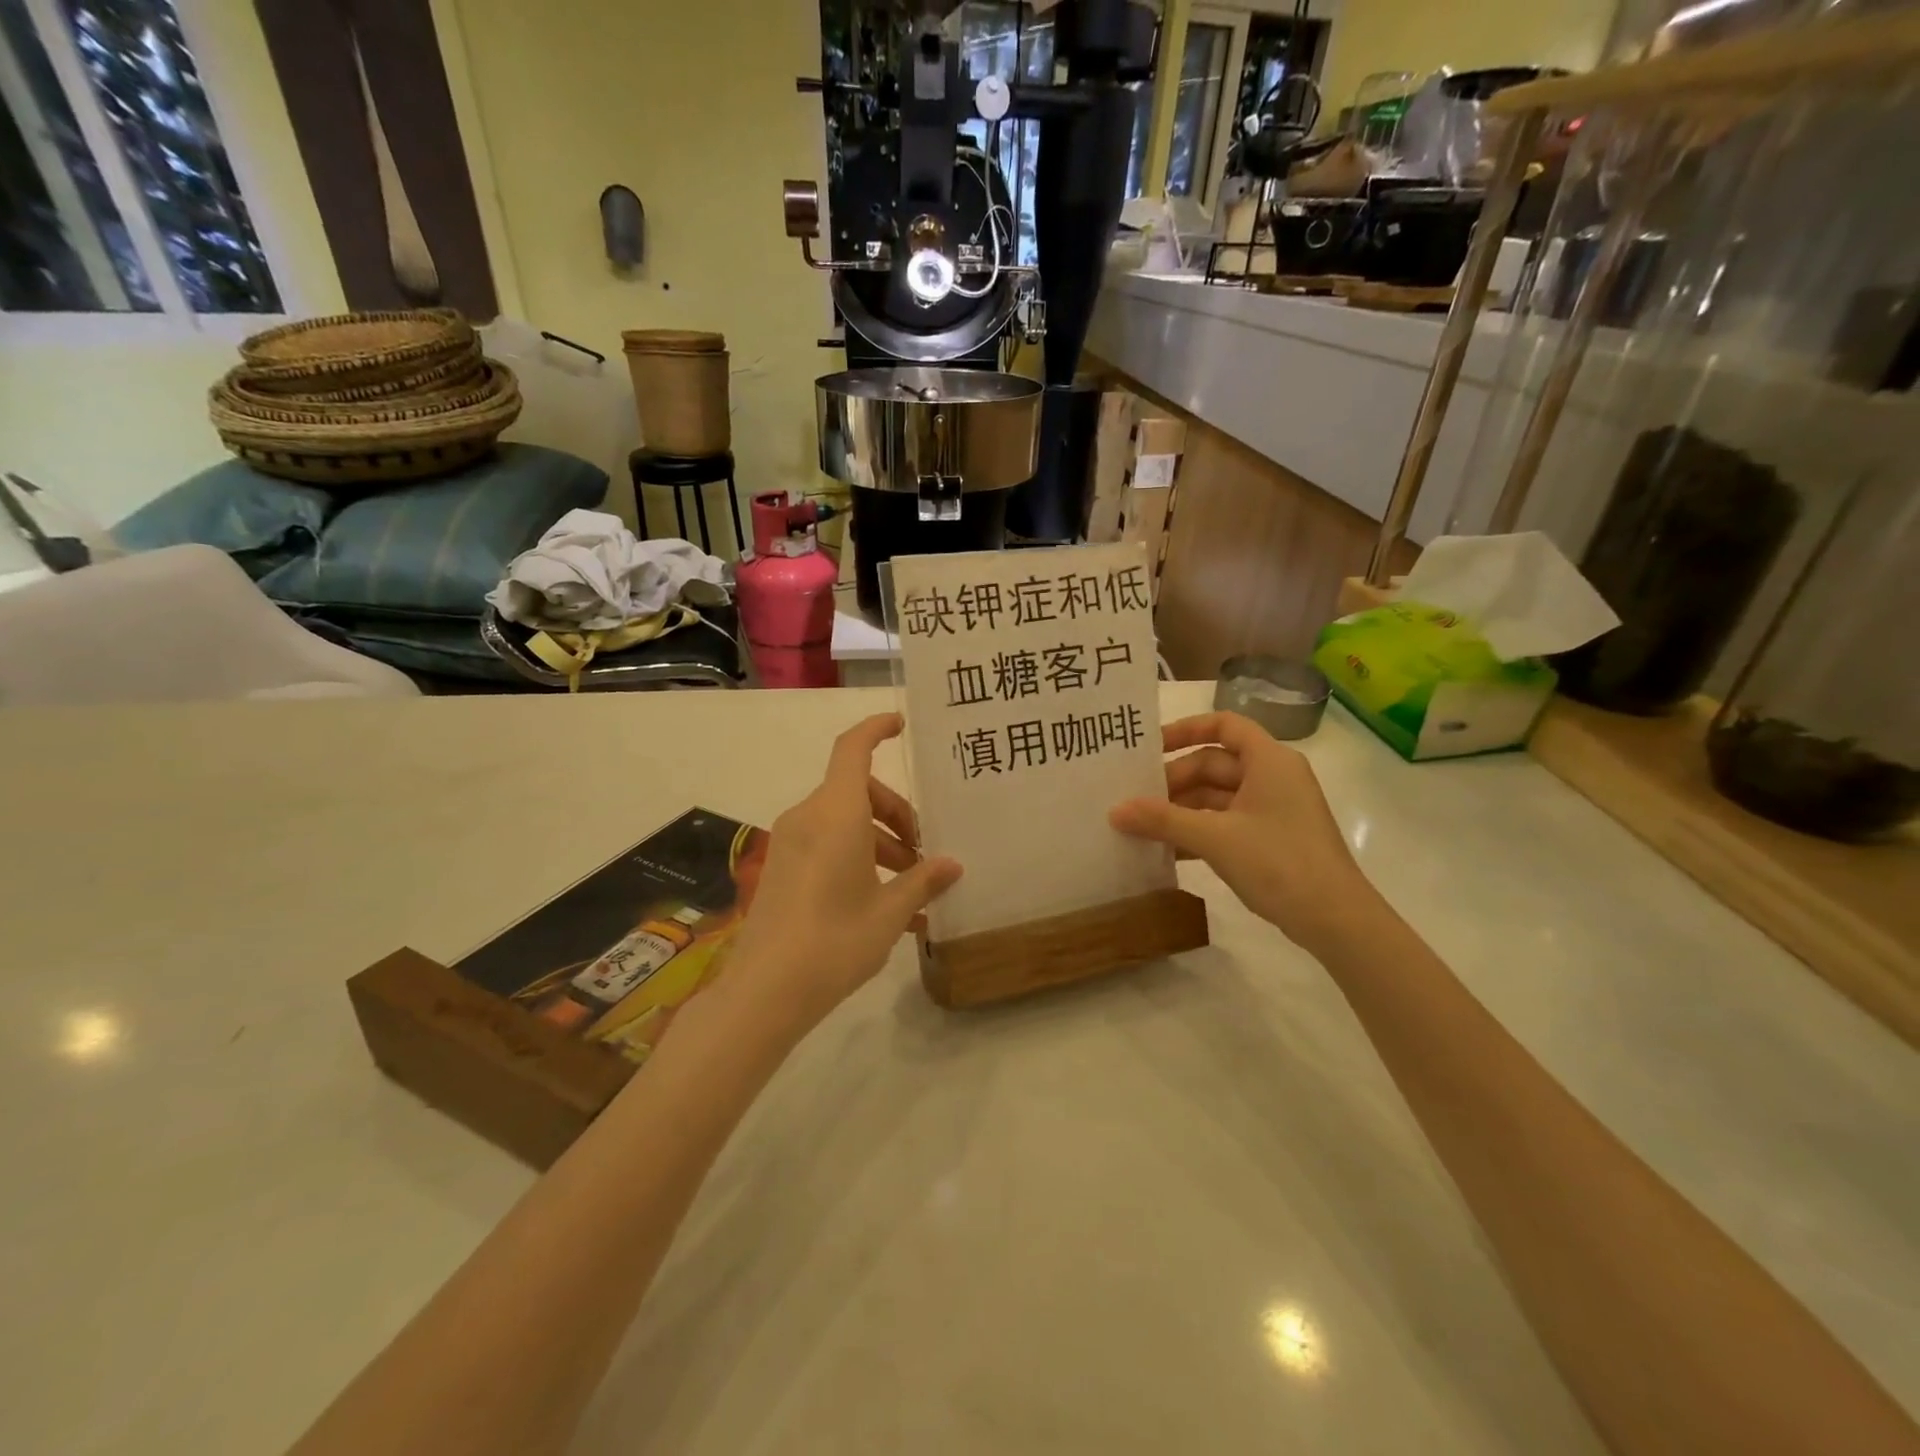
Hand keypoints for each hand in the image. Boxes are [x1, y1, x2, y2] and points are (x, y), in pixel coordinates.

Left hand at [727, 714, 961, 1030]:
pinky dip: (856, 859)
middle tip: (923, 853)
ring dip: (879, 842)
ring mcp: (790, 843)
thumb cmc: (835, 941)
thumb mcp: (890, 912)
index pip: (852, 749)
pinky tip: (883, 906)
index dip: (875, 729)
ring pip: (843, 821)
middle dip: (896, 813)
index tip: (901, 725)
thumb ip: (922, 881)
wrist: (764, 992)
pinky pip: (826, 845)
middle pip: (857, 791)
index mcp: (835, 814)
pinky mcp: (783, 867)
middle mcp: (809, 818)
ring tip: (911, 889)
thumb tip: (952, 865)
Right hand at [1110, 711, 1373, 951]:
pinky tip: (1166, 849)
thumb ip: (1162, 820)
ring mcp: (1272, 810)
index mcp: (1269, 760)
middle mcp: (1272, 777)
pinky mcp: (1270, 839)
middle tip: (1133, 801)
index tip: (1149, 748)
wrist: (1336, 921)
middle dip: (1173, 781)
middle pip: (1213, 764)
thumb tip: (1114, 810)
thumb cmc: (1279, 863)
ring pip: (1215, 797)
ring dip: (1180, 810)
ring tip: (1140, 826)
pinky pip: (1224, 823)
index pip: (1223, 726)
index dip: (1185, 730)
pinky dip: (1196, 831)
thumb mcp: (1214, 838)